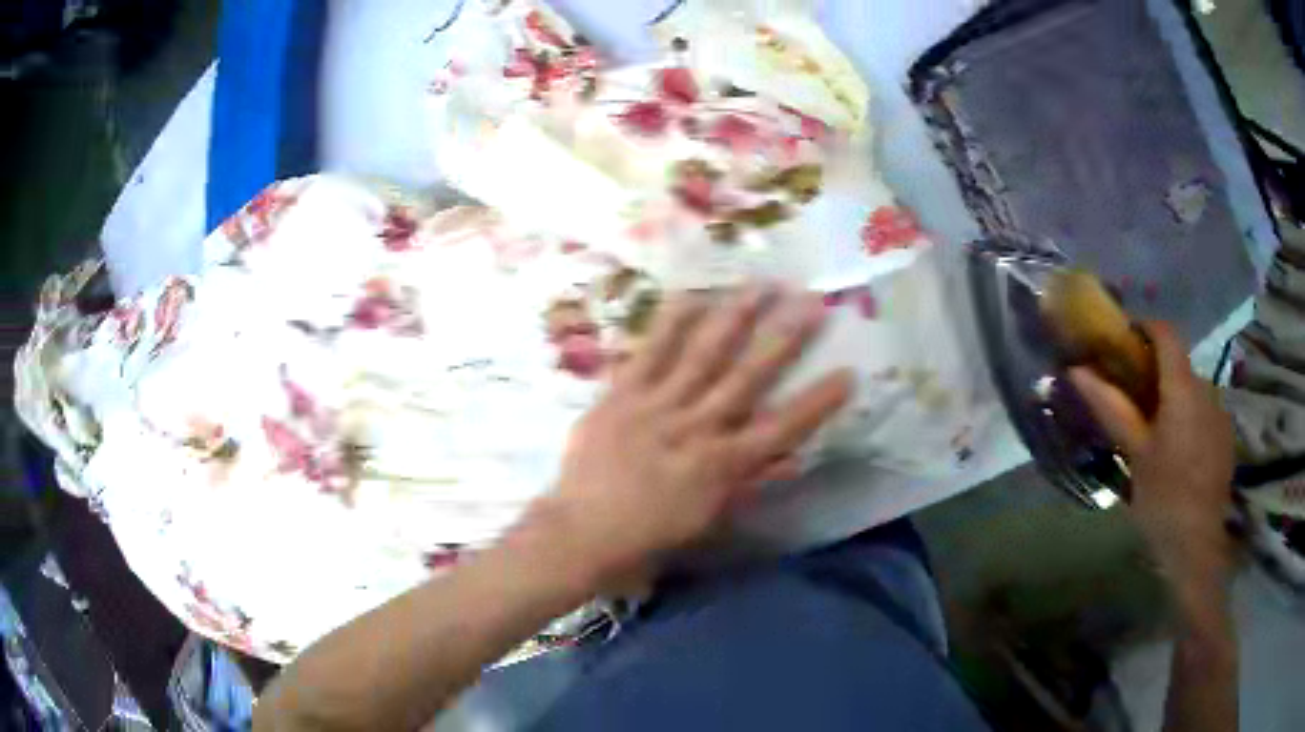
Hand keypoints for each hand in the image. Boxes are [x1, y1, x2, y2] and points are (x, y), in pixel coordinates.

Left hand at [543, 286, 853, 585]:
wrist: (579, 533)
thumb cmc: (645, 537)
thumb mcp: (706, 521)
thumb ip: (749, 485)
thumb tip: (793, 460)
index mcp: (721, 467)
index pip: (782, 429)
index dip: (818, 401)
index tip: (848, 372)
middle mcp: (697, 428)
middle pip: (749, 376)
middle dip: (785, 337)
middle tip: (812, 301)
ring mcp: (658, 405)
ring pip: (705, 354)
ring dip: (736, 316)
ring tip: (762, 284)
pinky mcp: (622, 393)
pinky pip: (650, 351)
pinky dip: (671, 321)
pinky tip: (691, 292)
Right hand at [1069, 322, 1235, 583]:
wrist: (1197, 544)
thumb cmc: (1163, 497)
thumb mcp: (1134, 454)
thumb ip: (1111, 407)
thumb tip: (1077, 371)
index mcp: (1182, 387)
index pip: (1165, 333)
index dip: (1144, 329)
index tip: (1124, 344)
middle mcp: (1206, 388)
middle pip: (1179, 364)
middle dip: (1157, 374)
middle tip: (1135, 404)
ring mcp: (1220, 412)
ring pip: (1193, 390)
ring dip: (1174, 399)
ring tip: (1158, 437)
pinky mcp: (1226, 436)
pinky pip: (1205, 412)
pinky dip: (1190, 419)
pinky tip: (1180, 456)